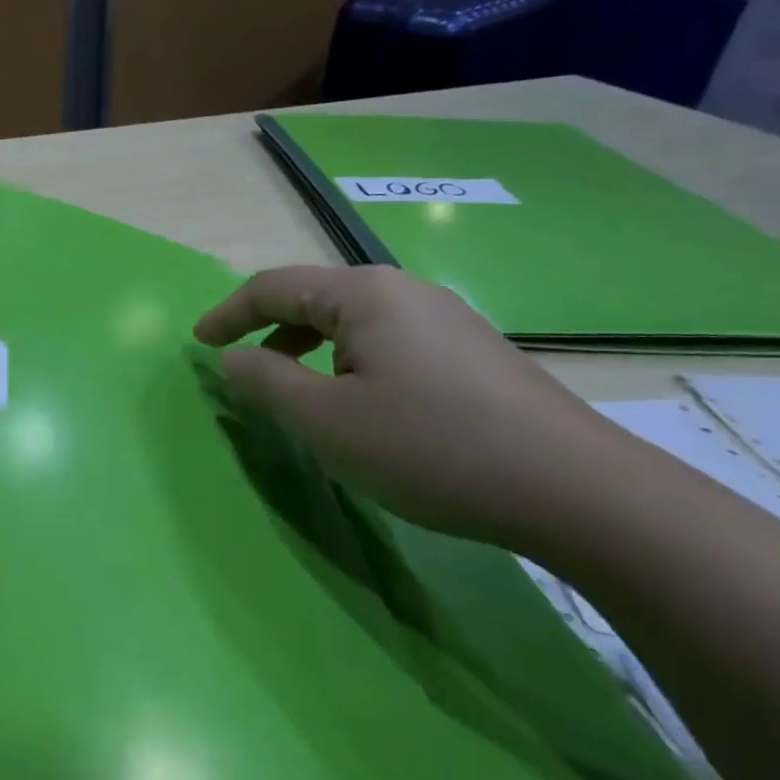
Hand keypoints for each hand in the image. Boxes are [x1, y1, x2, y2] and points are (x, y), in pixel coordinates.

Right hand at [194, 265, 628, 550]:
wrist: (581, 492)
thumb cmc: (431, 447)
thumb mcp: (326, 420)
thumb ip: (265, 381)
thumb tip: (233, 358)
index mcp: (363, 294)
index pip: (272, 286)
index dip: (228, 314)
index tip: (198, 343)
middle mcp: (405, 291)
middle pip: (314, 298)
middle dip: (269, 329)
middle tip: (243, 368)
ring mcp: (446, 320)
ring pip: (353, 322)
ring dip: (310, 348)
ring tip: (298, 391)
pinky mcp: (474, 353)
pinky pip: (388, 342)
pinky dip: (351, 362)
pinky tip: (363, 404)